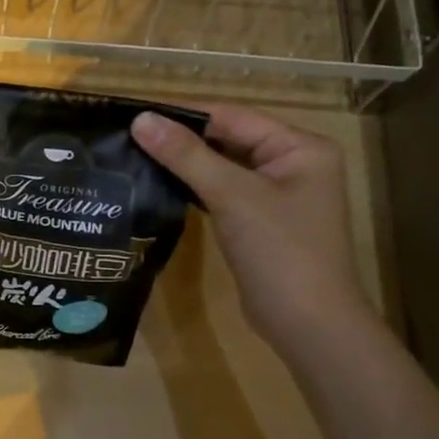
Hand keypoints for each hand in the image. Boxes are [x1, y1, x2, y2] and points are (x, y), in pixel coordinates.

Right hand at [132, 106, 373, 345]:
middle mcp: (294, 164)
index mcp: (301, 147)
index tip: (136, 112)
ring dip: (185, 163)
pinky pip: (224, 192)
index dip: (184, 114)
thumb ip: (186, 155)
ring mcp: (279, 195)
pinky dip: (195, 188)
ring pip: (224, 167)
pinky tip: (160, 185)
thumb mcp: (232, 196)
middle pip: (229, 139)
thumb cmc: (279, 251)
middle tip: (129, 135)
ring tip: (136, 155)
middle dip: (182, 139)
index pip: (233, 117)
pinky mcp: (261, 222)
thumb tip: (140, 119)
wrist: (309, 326)